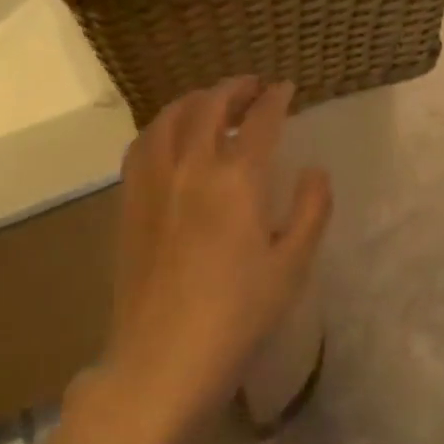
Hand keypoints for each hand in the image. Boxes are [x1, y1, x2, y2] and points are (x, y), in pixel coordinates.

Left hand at [67, 78, 331, 443]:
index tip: (288, 89)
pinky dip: (161, 126)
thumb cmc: (239, 314)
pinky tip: (169, 136)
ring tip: (210, 101)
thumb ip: (309, 210)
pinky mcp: (129, 203)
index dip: (276, 98)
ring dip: (194, 100)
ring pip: (168, 118)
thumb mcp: (292, 265)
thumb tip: (314, 170)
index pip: (260, 120)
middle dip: (234, 88)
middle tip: (253, 86)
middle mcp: (191, 167)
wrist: (164, 357)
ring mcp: (153, 182)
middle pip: (209, 106)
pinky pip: (142, 145)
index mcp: (237, 179)